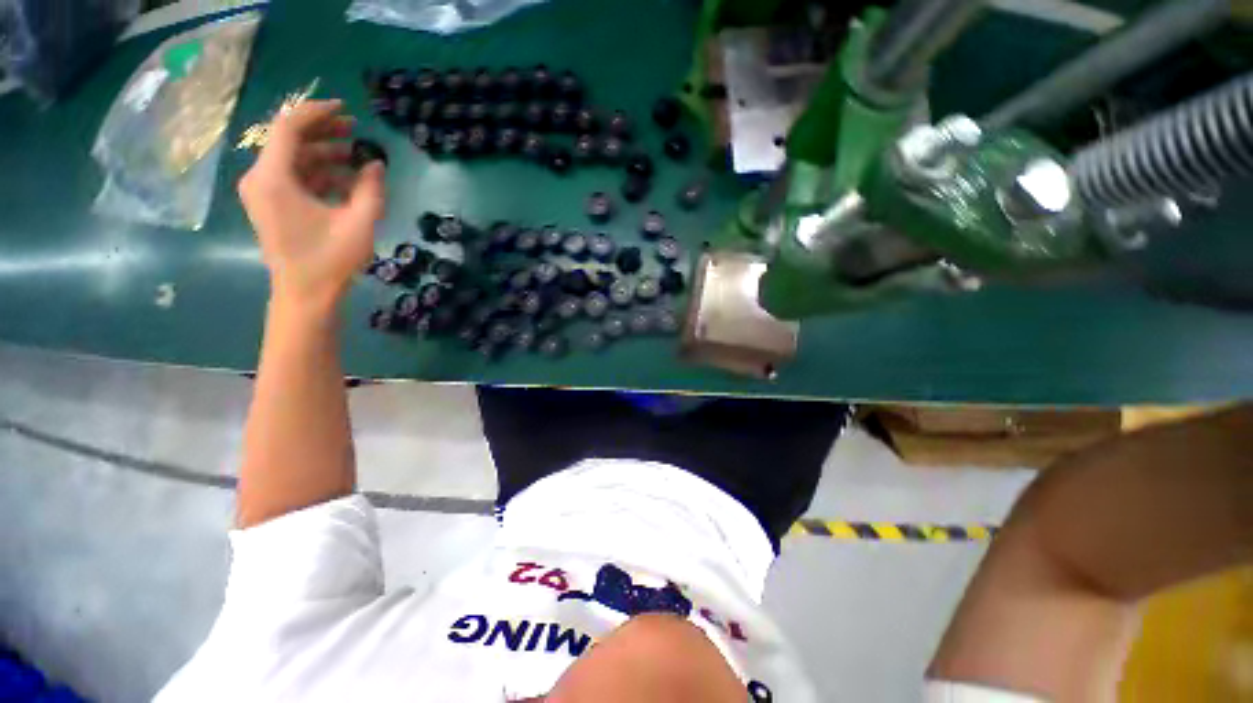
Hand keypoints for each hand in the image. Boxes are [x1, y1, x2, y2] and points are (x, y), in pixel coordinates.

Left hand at [238, 99, 385, 311]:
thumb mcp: (360, 223)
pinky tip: (345, 181)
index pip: (289, 128)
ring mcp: (263, 192)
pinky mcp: (271, 205)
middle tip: (356, 132)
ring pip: (293, 159)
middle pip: (290, 141)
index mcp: (273, 178)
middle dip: (323, 132)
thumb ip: (371, 189)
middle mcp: (261, 179)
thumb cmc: (330, 260)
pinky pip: (294, 177)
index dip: (317, 113)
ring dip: (324, 155)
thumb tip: (376, 164)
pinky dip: (318, 174)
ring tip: (356, 158)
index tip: (346, 110)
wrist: (305, 294)